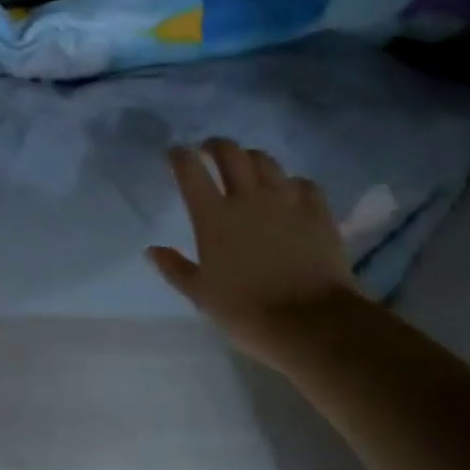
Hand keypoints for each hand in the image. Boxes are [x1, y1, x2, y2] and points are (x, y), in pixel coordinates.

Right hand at [148, 138, 361, 363]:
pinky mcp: (317, 210)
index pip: (189, 169)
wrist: (312, 324)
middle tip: (210, 152)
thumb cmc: (247, 311)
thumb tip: (152, 250)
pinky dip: (292, 183)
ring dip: (251, 158)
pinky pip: (303, 183)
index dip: (180, 155)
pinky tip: (290, 193)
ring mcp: (285, 199)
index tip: (176, 154)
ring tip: (248, 167)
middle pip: (229, 151)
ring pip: (265, 160)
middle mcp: (247, 196)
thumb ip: (174, 268)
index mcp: (213, 215)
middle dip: (216, 145)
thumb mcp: (201, 295)